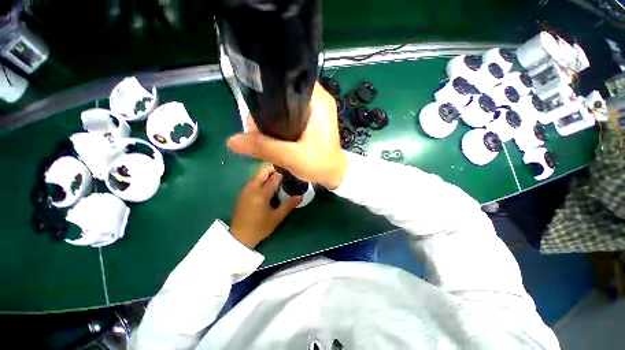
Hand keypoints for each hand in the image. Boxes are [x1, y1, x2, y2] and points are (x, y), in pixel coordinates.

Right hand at [227, 82, 347, 189]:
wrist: (333, 174)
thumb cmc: (320, 164)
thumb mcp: (291, 157)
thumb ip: (264, 147)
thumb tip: (232, 140)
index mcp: (318, 100)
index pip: (288, 81)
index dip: (267, 92)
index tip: (253, 111)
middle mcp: (316, 100)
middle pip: (283, 95)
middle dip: (266, 111)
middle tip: (255, 130)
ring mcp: (312, 110)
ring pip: (283, 106)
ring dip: (270, 119)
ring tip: (259, 134)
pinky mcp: (309, 120)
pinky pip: (288, 116)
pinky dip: (277, 124)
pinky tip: (269, 135)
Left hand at [230, 165, 301, 248]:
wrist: (240, 236)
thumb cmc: (260, 228)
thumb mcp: (277, 217)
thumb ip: (289, 205)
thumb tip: (301, 196)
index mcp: (261, 194)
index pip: (274, 178)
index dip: (283, 173)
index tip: (291, 172)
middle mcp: (252, 188)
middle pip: (263, 171)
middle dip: (274, 169)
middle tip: (284, 174)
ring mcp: (245, 189)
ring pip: (257, 174)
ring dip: (267, 173)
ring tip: (278, 179)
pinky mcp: (242, 192)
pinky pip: (253, 180)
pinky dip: (262, 178)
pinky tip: (268, 186)